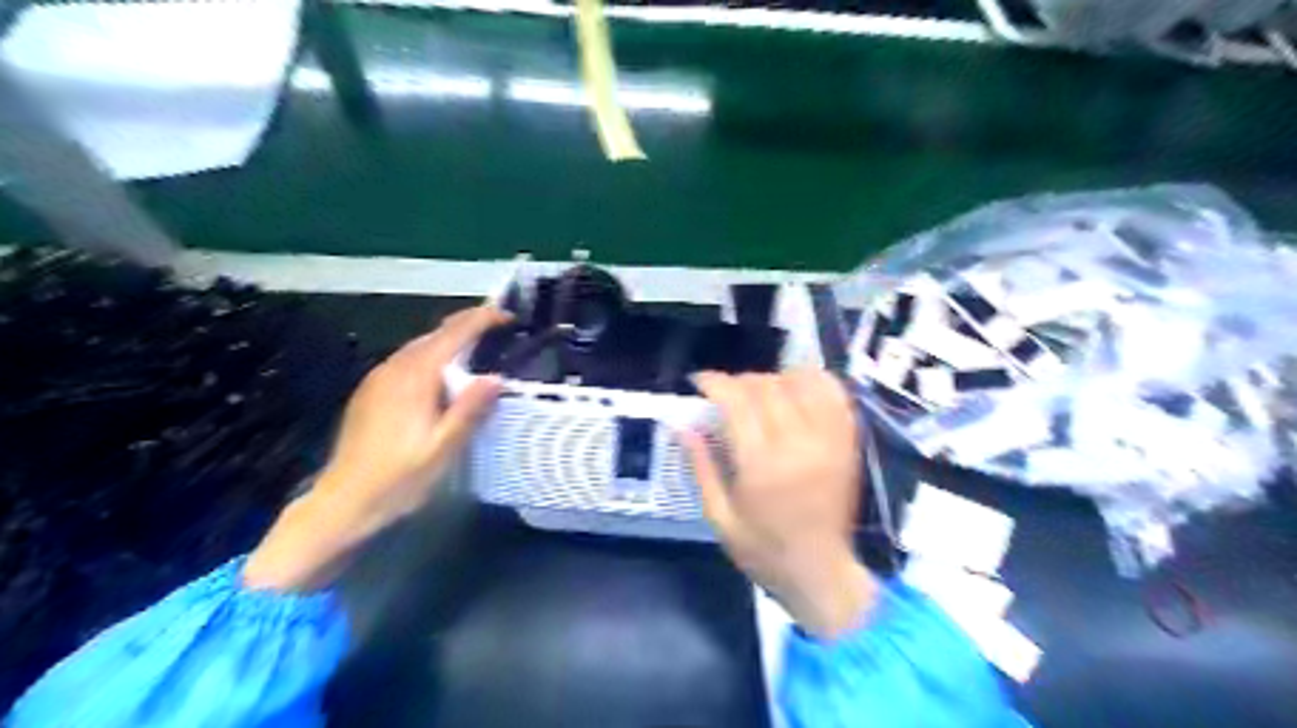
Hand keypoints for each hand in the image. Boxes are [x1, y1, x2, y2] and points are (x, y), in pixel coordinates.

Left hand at [240, 305, 511, 590]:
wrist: (342, 503)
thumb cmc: (398, 480)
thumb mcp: (443, 450)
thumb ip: (469, 410)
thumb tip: (497, 377)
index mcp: (415, 378)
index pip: (452, 335)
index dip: (481, 320)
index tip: (507, 316)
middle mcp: (394, 369)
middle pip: (434, 333)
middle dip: (467, 324)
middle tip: (498, 327)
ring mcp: (378, 379)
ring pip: (419, 345)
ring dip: (449, 339)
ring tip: (477, 345)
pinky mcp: (370, 392)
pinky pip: (407, 360)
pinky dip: (431, 354)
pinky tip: (441, 372)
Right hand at [681, 371, 874, 639]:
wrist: (822, 572)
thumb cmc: (764, 550)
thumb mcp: (719, 517)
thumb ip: (701, 466)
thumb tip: (682, 425)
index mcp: (762, 465)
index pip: (737, 401)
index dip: (714, 382)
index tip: (699, 382)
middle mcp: (798, 444)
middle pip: (767, 386)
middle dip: (739, 381)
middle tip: (725, 394)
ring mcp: (829, 440)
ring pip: (801, 382)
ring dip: (774, 378)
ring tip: (760, 392)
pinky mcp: (848, 441)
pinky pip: (834, 393)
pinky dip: (813, 381)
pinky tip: (796, 389)